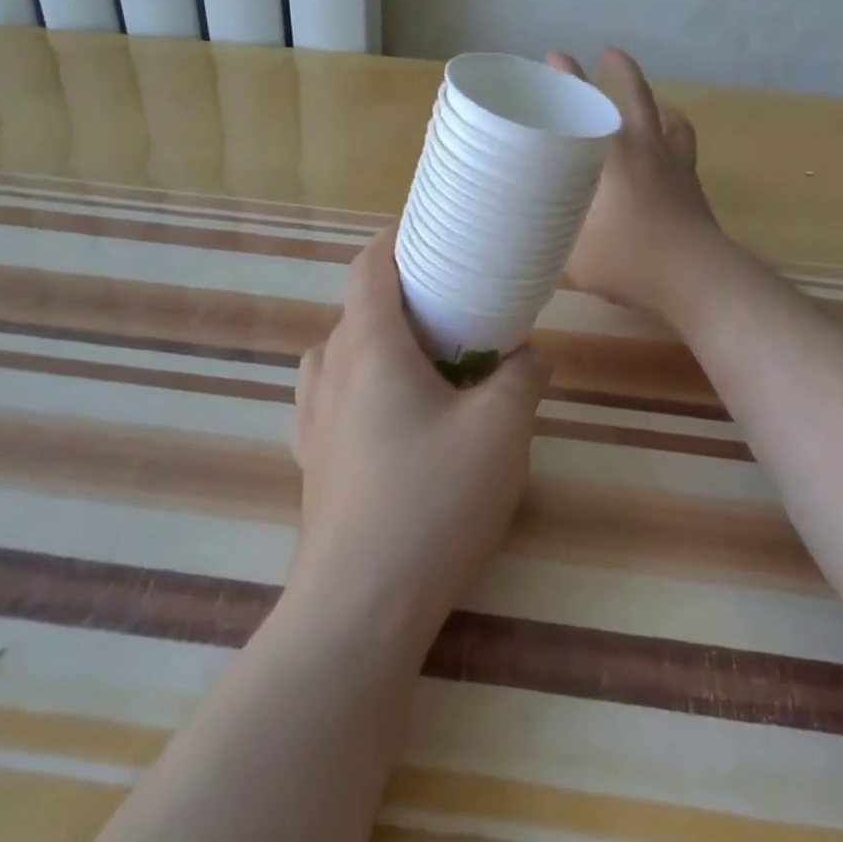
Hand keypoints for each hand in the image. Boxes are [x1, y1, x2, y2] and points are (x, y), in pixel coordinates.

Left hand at [288, 228, 548, 650]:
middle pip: (356, 309)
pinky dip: (361, 385)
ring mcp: (313, 420)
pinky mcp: (312, 462)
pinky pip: (333, 398)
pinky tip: (395, 419)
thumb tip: (531, 357)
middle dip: (398, 295)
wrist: (360, 608)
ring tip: (423, 361)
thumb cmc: (431, 500)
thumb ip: (523, 379)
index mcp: (368, 346)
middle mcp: (330, 371)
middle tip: (450, 304)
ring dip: (377, 341)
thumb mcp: (501, 430)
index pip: (367, 267)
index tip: (428, 233)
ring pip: (340, 354)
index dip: (393, 240)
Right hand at [545, 48, 726, 317]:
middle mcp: (644, 150)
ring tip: (651, 103)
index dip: (569, 78)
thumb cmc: (628, 258)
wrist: (694, 275)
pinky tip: (670, 148)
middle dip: (620, 71)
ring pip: (670, 119)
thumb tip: (518, 251)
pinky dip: (676, 138)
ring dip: (658, 104)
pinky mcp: (693, 186)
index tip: (555, 56)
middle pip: (635, 96)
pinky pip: (685, 149)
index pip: (586, 106)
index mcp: (611, 157)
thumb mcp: (572, 259)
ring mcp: (674, 165)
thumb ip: (546, 249)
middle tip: (608, 54)